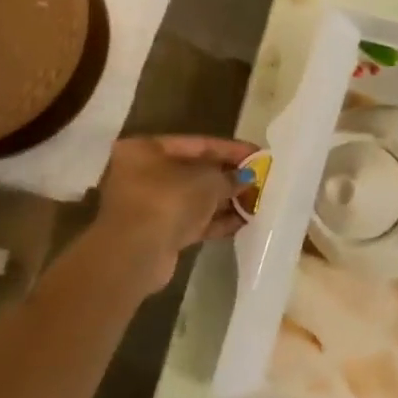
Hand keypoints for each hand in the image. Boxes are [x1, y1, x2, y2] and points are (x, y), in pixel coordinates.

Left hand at [91, 135, 257, 262]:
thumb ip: (230, 176)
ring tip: (257, 201)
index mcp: (146, 150)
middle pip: (195, 171)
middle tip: (261, 179)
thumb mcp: (208, 181)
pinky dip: (216, 220)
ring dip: (226, 200)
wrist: (136, 254)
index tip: (259, 154)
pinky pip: (192, 220)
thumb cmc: (168, 200)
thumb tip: (248, 178)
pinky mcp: (158, 232)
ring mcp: (149, 205)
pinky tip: (244, 221)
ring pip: (195, 198)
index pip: (198, 144)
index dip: (231, 149)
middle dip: (229, 177)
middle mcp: (143, 174)